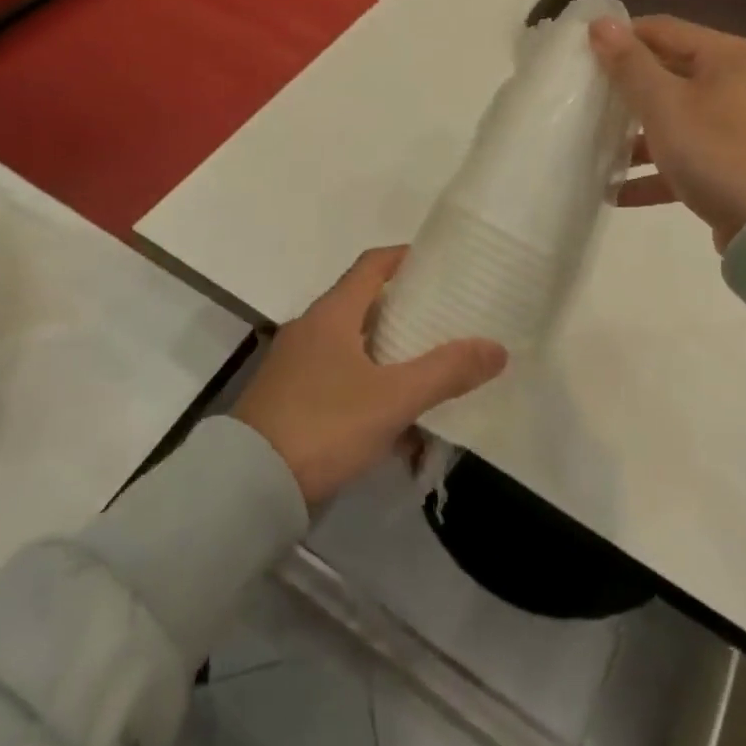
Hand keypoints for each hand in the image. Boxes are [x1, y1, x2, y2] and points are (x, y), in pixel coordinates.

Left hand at [232, 248, 507, 505]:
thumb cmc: (323, 426)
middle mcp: (311, 328)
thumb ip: (446, 372)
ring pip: (353, 345)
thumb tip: (498, 348)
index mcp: (332, 313)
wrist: (247, 488)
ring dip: (389, 355)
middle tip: (444, 320)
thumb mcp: (392, 399)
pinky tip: (394, 423)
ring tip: (427, 372)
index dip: (405, 257)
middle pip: (364, 303)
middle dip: (405, 310)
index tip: (439, 264)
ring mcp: (296, 364)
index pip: (373, 264)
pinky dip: (369, 387)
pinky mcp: (289, 398)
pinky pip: (339, 379)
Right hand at [589, 15, 745, 250]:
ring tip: (600, 150)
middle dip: (628, 90)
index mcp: (728, 56)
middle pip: (672, 73)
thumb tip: (600, 23)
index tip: (584, 56)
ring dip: (640, 135)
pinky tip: (620, 192)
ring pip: (680, 118)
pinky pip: (692, 157)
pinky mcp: (743, 165)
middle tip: (588, 101)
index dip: (621, 38)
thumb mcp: (664, 105)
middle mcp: (742, 82)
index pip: (663, 29)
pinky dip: (659, 169)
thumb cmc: (716, 151)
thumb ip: (629, 64)